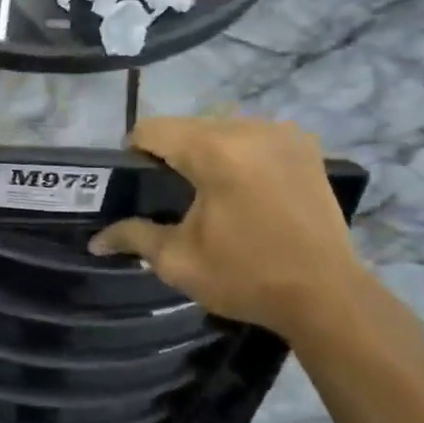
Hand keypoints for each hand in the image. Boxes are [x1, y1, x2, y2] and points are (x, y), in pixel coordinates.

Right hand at [88, 117, 365, 335]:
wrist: (328, 296)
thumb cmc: (247, 277)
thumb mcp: (179, 261)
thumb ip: (133, 236)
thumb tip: (95, 240)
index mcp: (214, 151)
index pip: (152, 129)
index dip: (134, 153)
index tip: (136, 185)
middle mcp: (249, 128)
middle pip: (187, 126)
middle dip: (172, 153)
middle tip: (169, 195)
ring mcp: (281, 133)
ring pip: (220, 128)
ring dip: (206, 151)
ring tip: (208, 193)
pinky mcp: (304, 146)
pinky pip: (253, 136)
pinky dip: (239, 153)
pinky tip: (244, 188)